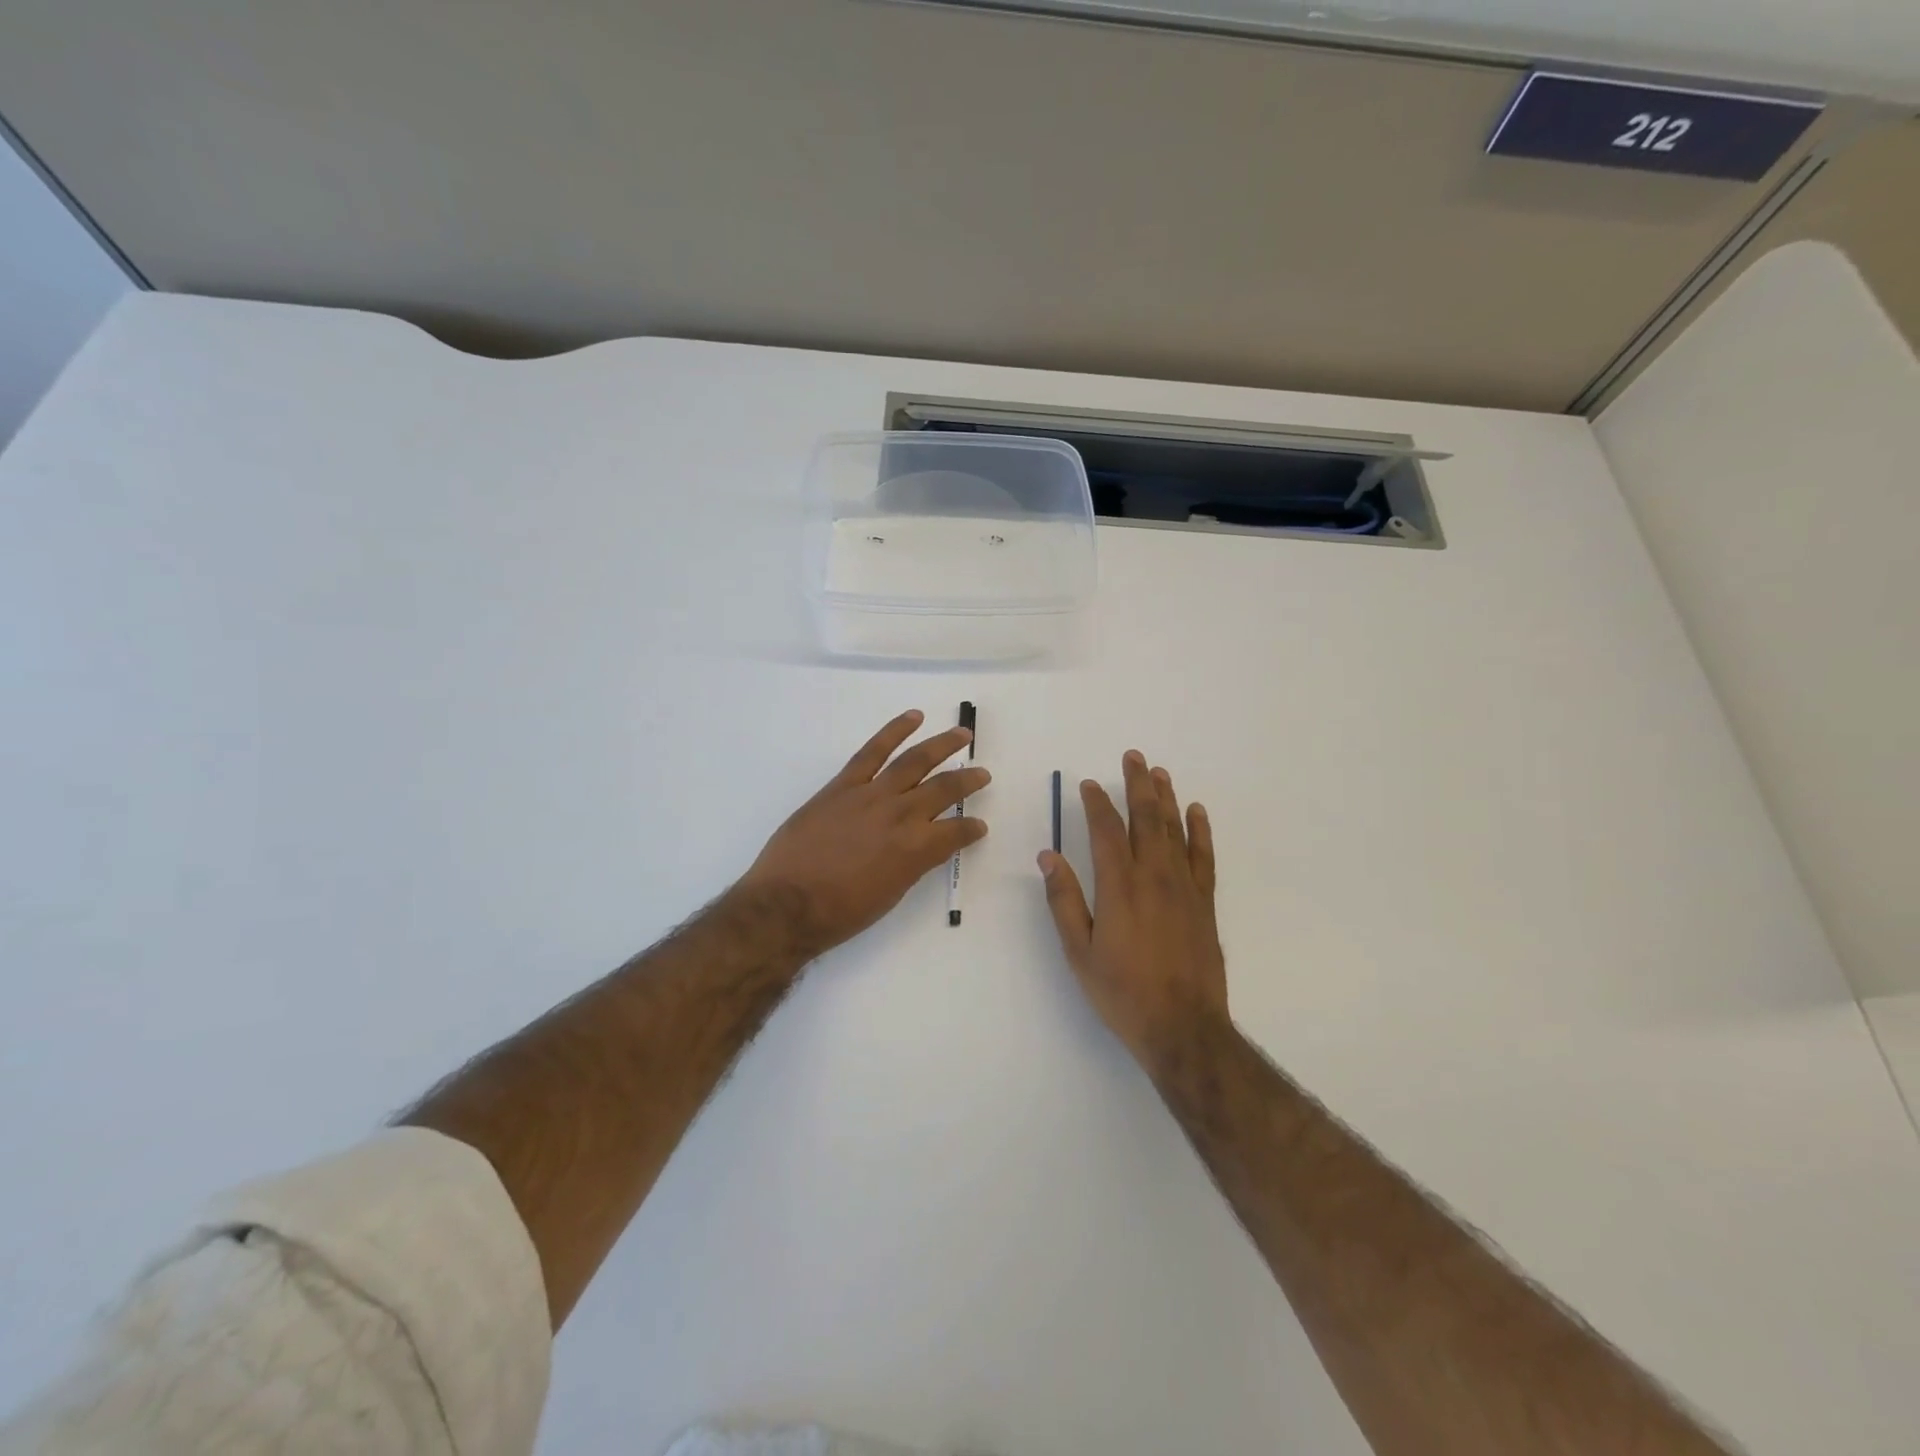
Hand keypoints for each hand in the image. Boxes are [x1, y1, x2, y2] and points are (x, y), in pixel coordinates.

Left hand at [737, 709, 989, 957]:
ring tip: (962, 734)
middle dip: (968, 781)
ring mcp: (871, 795)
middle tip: (983, 774)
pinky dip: (894, 731)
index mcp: (916, 850)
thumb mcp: (889, 895)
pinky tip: (913, 717)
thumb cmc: (840, 913)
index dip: (971, 829)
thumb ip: (911, 865)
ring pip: (915, 761)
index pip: (956, 833)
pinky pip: (873, 751)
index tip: (978, 827)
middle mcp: (901, 816)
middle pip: (944, 789)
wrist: (786, 903)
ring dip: (942, 745)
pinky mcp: (843, 785)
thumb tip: (924, 847)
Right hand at [1039, 751, 1228, 1071]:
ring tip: (1158, 772)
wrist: (1183, 1027)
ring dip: (1165, 798)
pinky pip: (1204, 855)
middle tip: (1133, 757)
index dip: (1096, 803)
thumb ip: (1064, 900)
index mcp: (1119, 886)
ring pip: (1175, 829)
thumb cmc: (1122, 992)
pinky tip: (1197, 811)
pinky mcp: (1205, 902)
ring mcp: (1184, 887)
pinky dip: (1200, 830)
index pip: (1106, 830)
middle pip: (1146, 818)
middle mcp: (1154, 876)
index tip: (1088, 784)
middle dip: (1137, 785)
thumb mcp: (1079, 951)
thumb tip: (1048, 857)